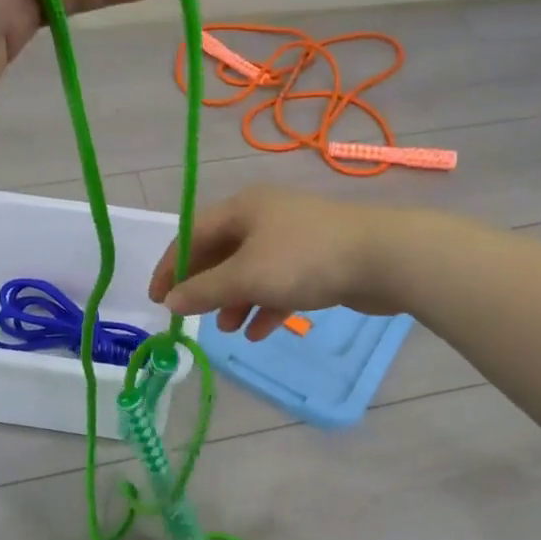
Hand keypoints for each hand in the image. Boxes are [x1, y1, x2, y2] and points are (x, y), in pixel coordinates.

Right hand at [149, 186, 412, 340]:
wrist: (383, 258)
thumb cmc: (305, 260)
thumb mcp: (247, 276)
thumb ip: (205, 290)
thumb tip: (170, 301)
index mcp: (243, 208)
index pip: (193, 233)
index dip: (171, 266)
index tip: (157, 299)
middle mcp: (265, 217)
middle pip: (221, 252)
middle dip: (206, 286)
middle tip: (191, 315)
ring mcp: (292, 238)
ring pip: (251, 270)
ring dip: (235, 300)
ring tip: (228, 329)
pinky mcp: (316, 261)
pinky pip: (279, 283)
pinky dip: (266, 305)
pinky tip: (260, 332)